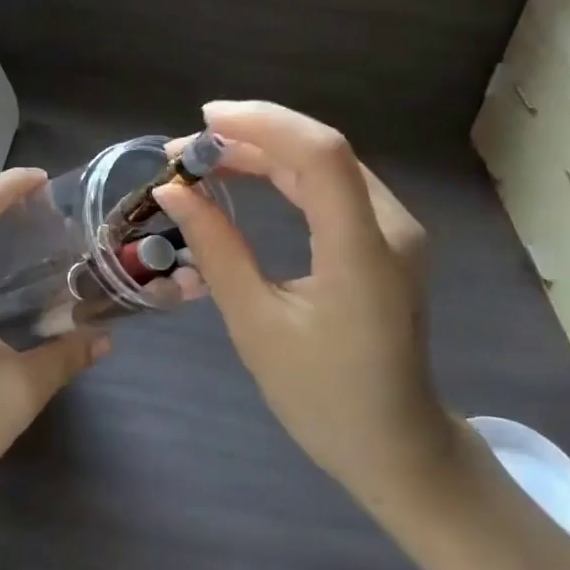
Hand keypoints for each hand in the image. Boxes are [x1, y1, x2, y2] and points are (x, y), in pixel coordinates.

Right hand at [154, 102, 454, 509]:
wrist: (396, 446)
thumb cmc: (322, 398)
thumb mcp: (256, 325)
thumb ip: (217, 249)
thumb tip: (173, 191)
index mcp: (362, 252)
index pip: (320, 155)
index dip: (262, 124)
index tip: (203, 123)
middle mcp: (390, 226)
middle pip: (322, 150)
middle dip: (251, 135)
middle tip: (187, 148)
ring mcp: (394, 229)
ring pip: (325, 163)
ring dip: (264, 150)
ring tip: (205, 157)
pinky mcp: (385, 237)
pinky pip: (332, 186)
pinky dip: (285, 172)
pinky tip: (245, 173)